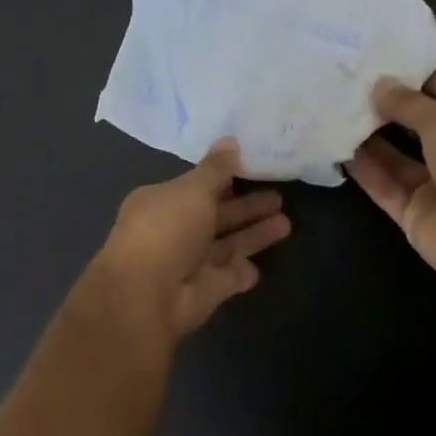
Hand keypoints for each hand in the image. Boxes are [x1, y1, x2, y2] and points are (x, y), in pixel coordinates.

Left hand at [90, 139, 291, 340]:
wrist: (148, 295)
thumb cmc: (166, 230)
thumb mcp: (192, 190)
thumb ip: (215, 169)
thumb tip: (230, 140)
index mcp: (161, 202)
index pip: (197, 186)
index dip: (223, 178)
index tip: (252, 169)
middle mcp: (173, 230)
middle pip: (216, 215)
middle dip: (246, 206)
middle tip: (280, 196)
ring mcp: (188, 263)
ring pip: (226, 245)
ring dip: (253, 234)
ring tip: (286, 222)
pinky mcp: (204, 291)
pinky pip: (228, 277)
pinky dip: (242, 272)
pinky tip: (260, 266)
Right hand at [345, 71, 435, 290]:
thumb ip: (408, 103)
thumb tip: (378, 85)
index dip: (415, 77)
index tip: (378, 60)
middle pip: (416, 125)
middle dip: (384, 107)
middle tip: (345, 85)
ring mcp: (435, 186)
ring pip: (395, 157)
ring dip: (367, 137)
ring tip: (333, 112)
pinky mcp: (412, 212)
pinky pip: (382, 186)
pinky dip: (362, 170)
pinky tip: (335, 148)